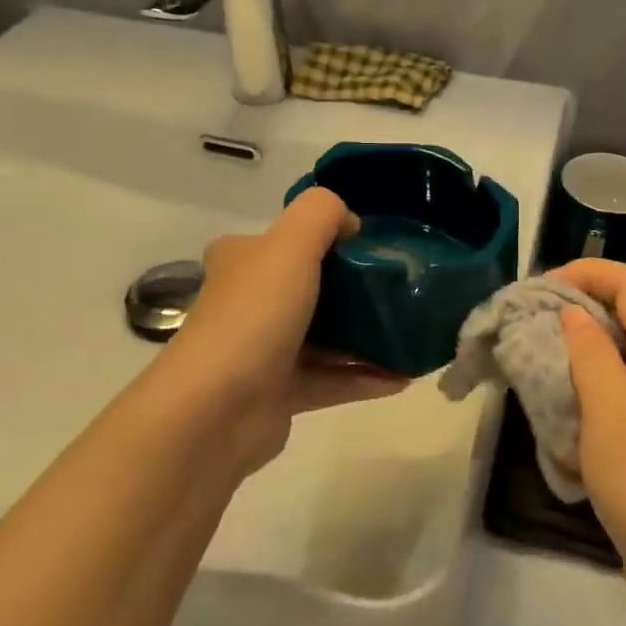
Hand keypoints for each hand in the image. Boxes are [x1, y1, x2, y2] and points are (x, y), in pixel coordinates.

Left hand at [173, 188, 407, 478]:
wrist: (215, 412)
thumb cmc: (254, 316)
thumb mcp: (290, 243)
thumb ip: (322, 213)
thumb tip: (349, 223)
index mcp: (244, 261)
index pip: (285, 239)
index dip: (326, 236)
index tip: (370, 246)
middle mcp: (249, 302)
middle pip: (310, 287)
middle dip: (356, 289)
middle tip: (400, 289)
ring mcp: (263, 350)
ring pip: (325, 337)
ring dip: (367, 337)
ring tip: (410, 334)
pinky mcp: (279, 394)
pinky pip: (331, 379)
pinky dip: (364, 377)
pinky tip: (403, 377)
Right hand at [553, 259, 625, 618]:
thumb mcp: (608, 405)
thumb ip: (590, 350)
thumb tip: (576, 313)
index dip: (589, 271)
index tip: (544, 286)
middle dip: (583, 305)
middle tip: (537, 319)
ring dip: (586, 345)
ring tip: (545, 356)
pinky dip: (595, 382)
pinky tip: (569, 404)